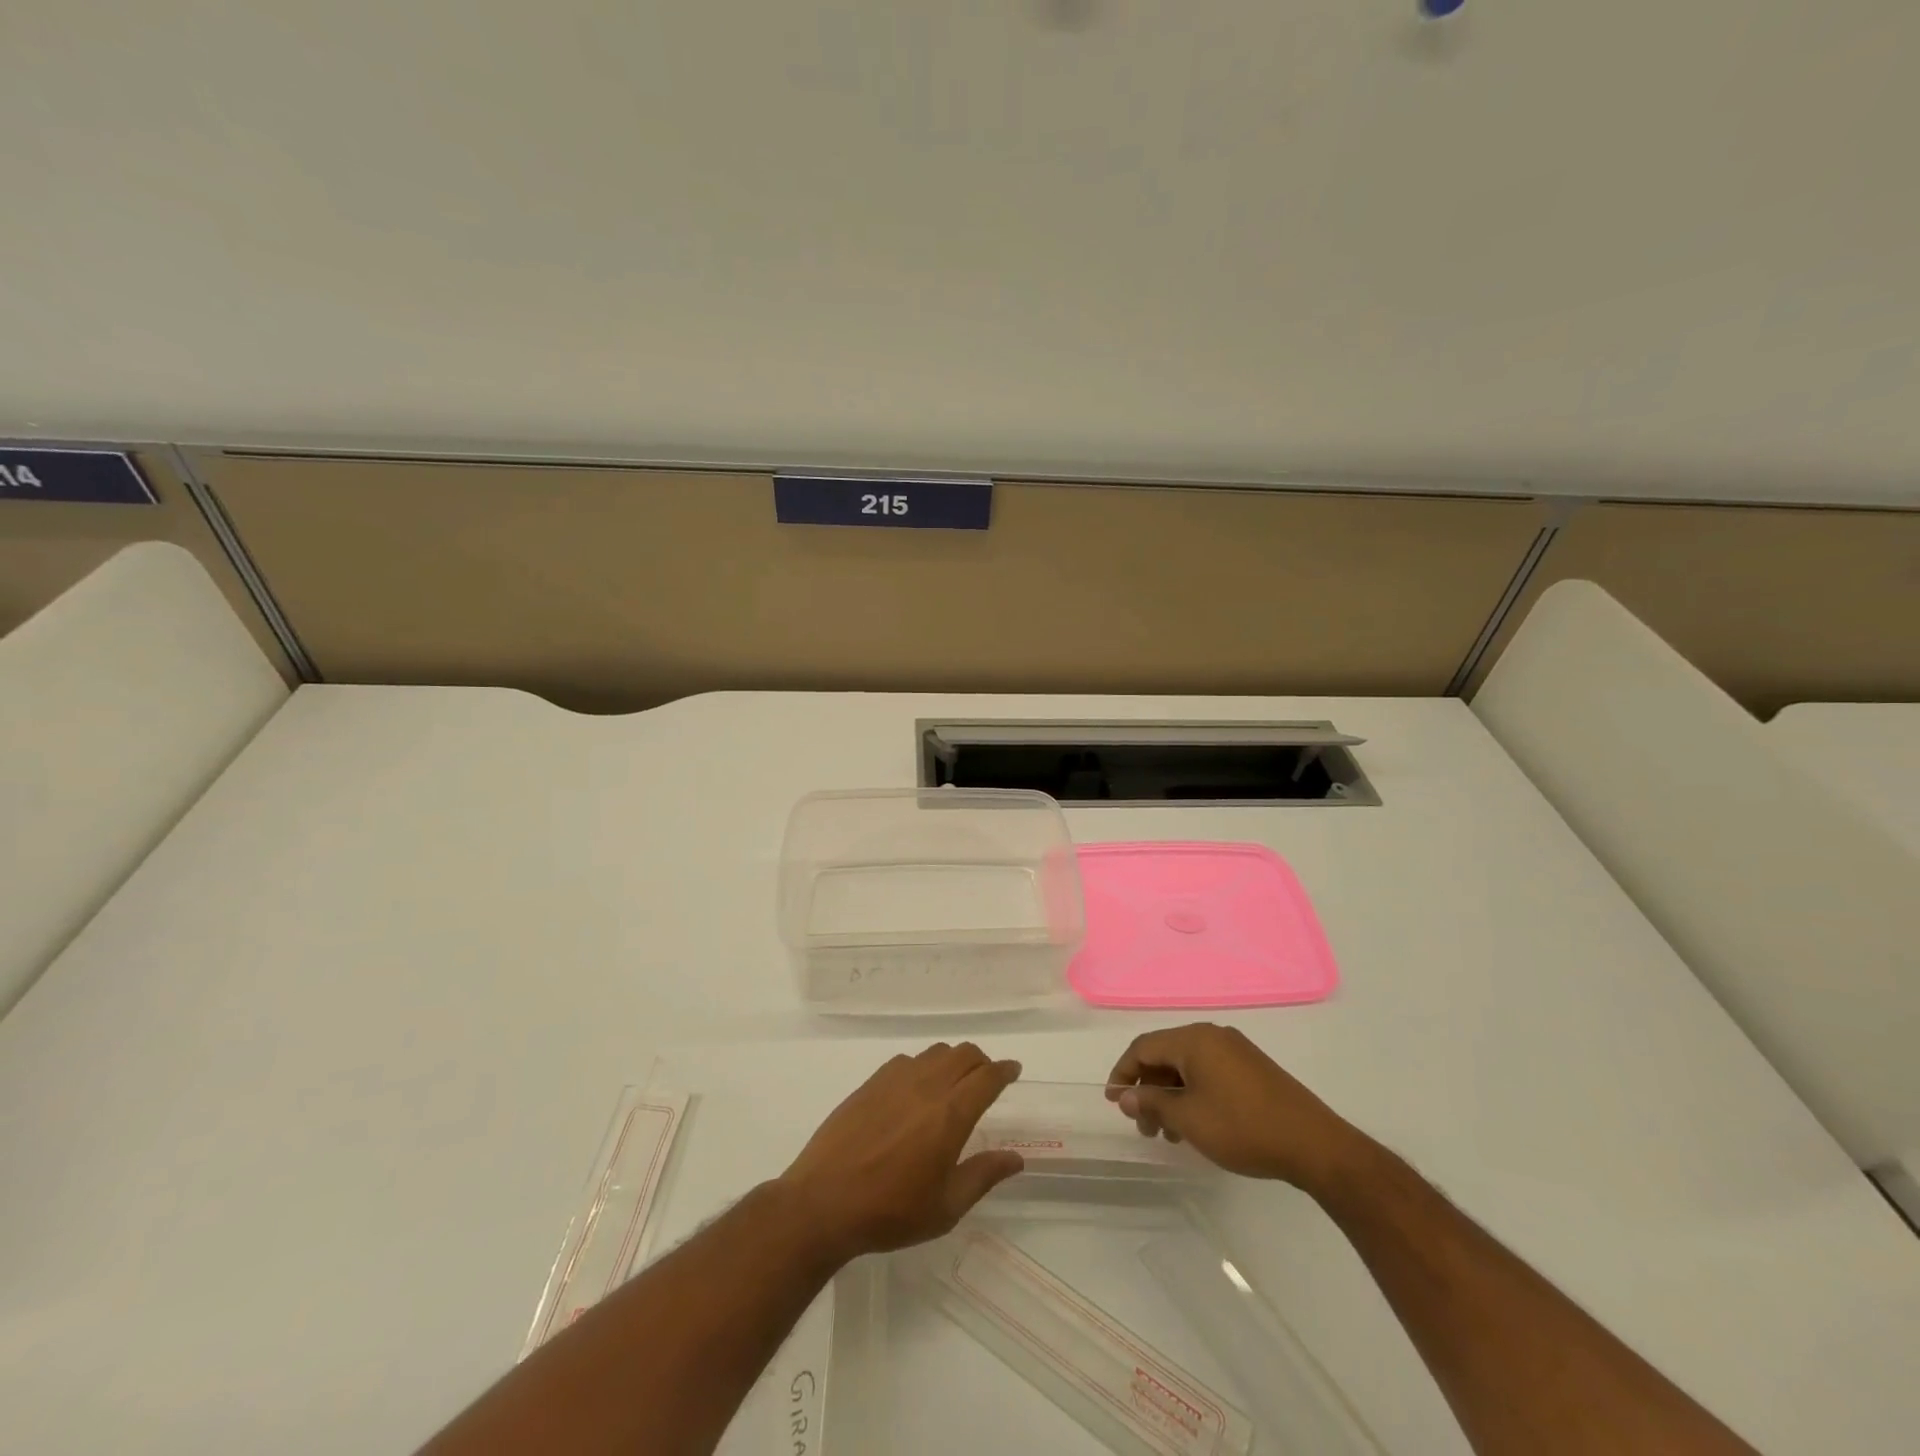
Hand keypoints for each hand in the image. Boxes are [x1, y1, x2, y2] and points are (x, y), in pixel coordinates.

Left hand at [777, 1043, 1024, 1264]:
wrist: (823, 1201)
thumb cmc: (890, 1212)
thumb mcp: (945, 1208)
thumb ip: (983, 1176)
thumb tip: (1015, 1158)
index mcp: (950, 1114)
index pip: (987, 1077)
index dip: (1005, 1070)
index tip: (1014, 1070)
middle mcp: (926, 1086)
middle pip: (964, 1054)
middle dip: (982, 1062)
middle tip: (987, 1079)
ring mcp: (895, 1080)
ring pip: (936, 1052)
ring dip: (953, 1060)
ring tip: (954, 1082)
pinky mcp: (871, 1082)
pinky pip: (907, 1060)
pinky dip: (923, 1066)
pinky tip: (917, 1089)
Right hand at [1106, 1023, 1366, 1192]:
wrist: (1314, 1145)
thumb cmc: (1243, 1128)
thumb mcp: (1189, 1119)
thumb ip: (1152, 1103)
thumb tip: (1125, 1095)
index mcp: (1194, 1039)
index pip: (1144, 1047)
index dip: (1123, 1072)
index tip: (1112, 1100)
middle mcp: (1213, 1036)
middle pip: (1166, 1054)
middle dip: (1149, 1089)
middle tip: (1143, 1127)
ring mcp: (1236, 1051)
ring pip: (1188, 1066)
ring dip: (1171, 1095)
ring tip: (1169, 1134)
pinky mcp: (1252, 1069)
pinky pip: (1209, 1073)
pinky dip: (1193, 1094)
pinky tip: (1196, 1124)